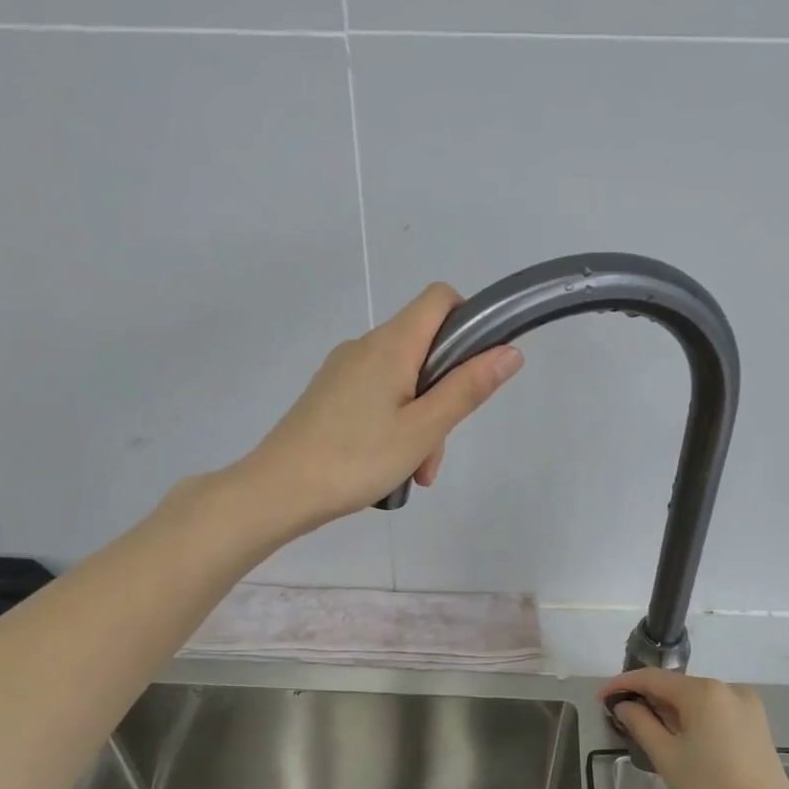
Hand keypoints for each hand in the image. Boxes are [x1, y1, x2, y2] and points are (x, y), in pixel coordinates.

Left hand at [240, 284, 523, 534]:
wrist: (278, 490)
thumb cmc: (356, 459)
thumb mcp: (423, 429)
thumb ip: (468, 388)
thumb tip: (510, 351)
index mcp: (391, 344)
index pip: (439, 298)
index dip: (469, 321)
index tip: (478, 369)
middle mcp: (365, 346)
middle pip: (424, 349)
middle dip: (444, 395)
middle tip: (436, 452)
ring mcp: (343, 370)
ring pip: (402, 381)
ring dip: (420, 422)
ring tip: (413, 474)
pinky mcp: (329, 395)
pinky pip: (376, 397)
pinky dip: (394, 425)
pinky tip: (388, 467)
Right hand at [600, 670, 788, 788]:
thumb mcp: (667, 757)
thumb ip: (641, 723)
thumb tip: (623, 705)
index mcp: (705, 691)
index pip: (653, 678)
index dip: (623, 685)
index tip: (600, 699)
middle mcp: (728, 689)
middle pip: (676, 687)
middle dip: (647, 699)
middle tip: (620, 719)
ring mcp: (747, 706)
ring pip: (696, 700)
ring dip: (669, 711)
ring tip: (645, 731)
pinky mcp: (757, 726)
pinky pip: (715, 712)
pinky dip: (693, 720)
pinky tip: (679, 739)